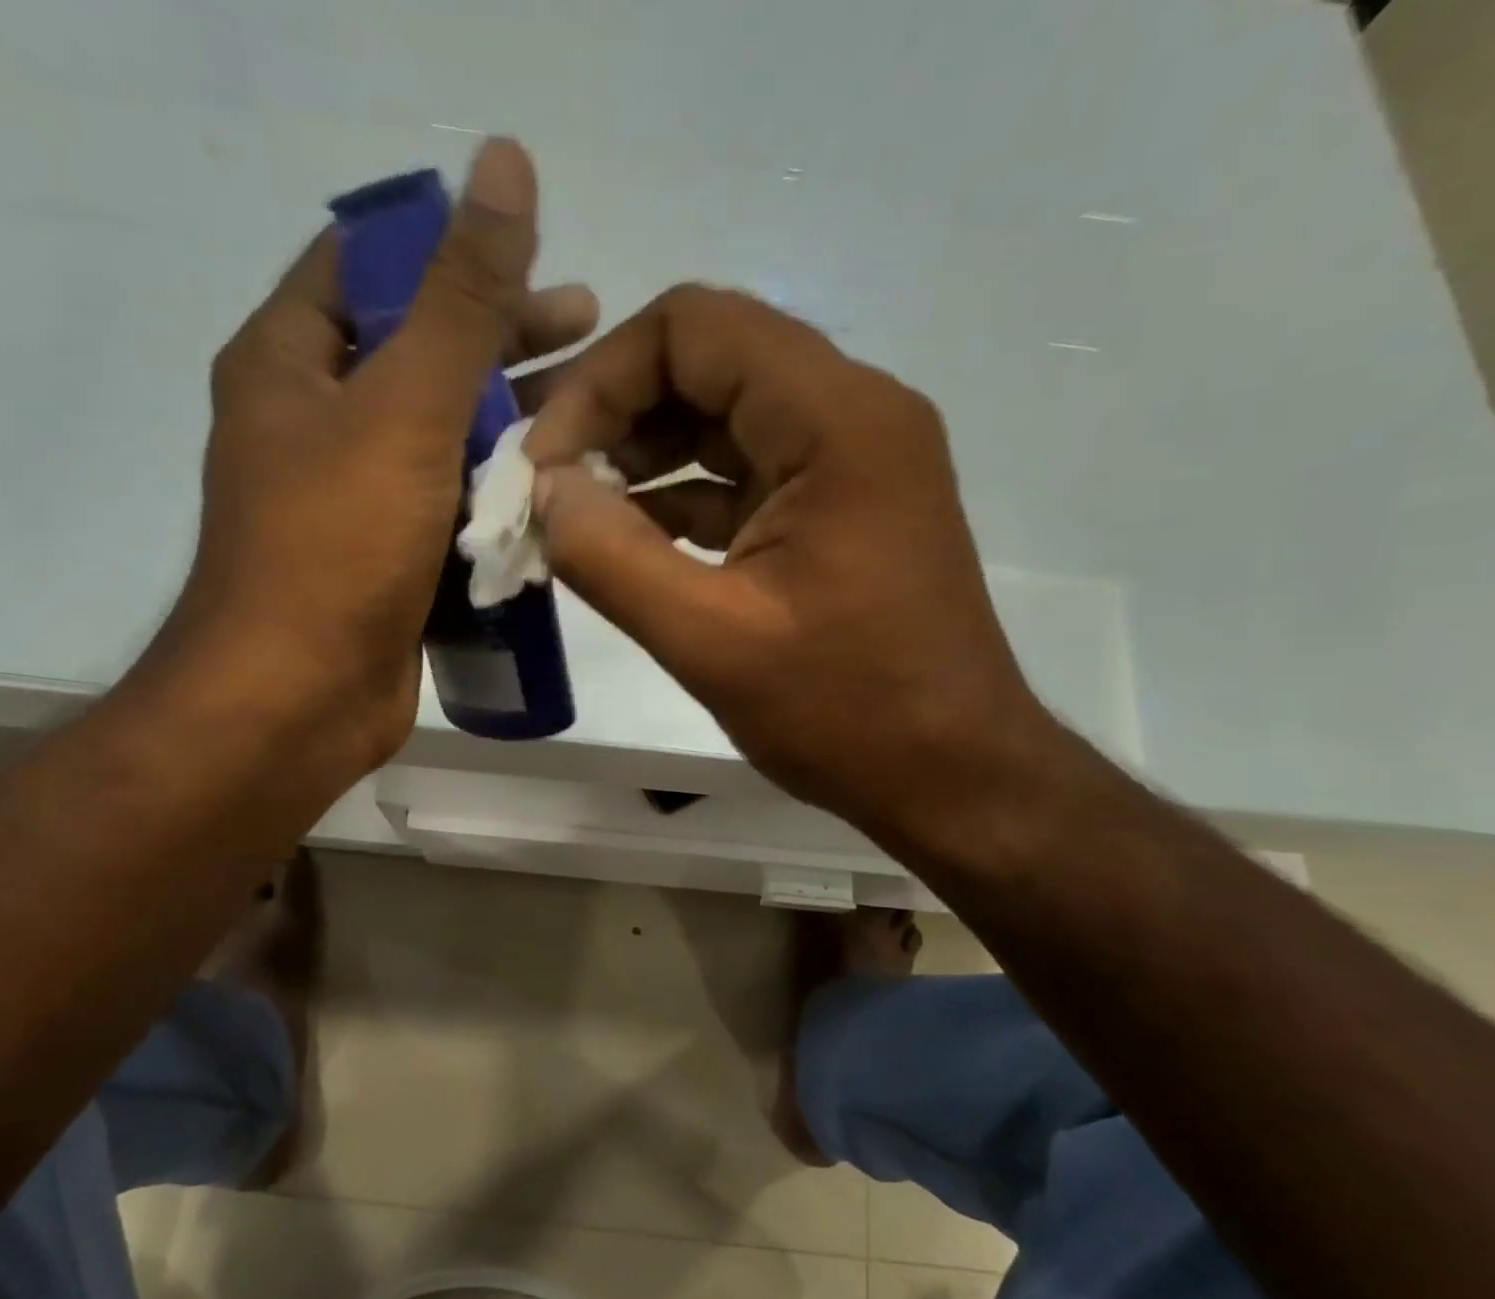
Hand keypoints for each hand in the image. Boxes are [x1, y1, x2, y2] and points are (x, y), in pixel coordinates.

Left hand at [163, 138, 596, 777]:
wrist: (297, 700)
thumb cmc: (337, 546)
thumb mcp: (405, 408)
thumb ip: (461, 298)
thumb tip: (504, 164)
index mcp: (290, 364)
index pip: (369, 266)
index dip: (447, 248)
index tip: (532, 253)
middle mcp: (312, 424)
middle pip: (416, 354)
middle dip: (501, 341)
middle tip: (589, 330)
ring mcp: (350, 499)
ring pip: (440, 438)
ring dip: (509, 426)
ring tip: (592, 418)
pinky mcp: (384, 562)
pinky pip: (446, 509)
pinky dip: (494, 497)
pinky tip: (556, 495)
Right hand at [525, 285, 1059, 850]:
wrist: (952, 774)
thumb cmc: (846, 712)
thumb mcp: (710, 641)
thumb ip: (611, 558)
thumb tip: (542, 490)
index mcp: (835, 420)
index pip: (694, 328)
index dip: (601, 379)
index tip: (545, 459)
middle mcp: (852, 415)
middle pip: (709, 362)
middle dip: (615, 413)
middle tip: (547, 482)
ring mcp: (850, 462)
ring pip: (723, 418)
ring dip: (643, 455)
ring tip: (573, 512)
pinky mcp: (838, 509)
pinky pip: (745, 474)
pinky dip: (681, 497)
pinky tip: (627, 539)